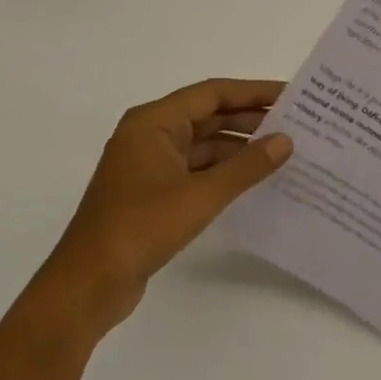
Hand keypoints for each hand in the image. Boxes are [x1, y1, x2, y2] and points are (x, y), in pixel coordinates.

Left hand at [33, 79, 293, 336]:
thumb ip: (246, 167)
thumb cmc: (140, 228)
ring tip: (280, 150)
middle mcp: (150, 134)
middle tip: (293, 122)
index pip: (211, 94)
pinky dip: (221, 171)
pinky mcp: (151, 192)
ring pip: (201, 144)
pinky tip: (251, 180)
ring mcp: (149, 164)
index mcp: (153, 121)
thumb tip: (286, 141)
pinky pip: (194, 169)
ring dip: (237, 147)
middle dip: (248, 119)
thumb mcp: (200, 195)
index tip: (289, 95)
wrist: (87, 286)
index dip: (252, 92)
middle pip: (207, 116)